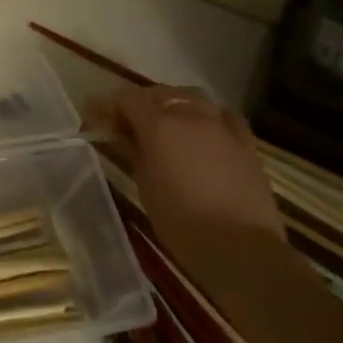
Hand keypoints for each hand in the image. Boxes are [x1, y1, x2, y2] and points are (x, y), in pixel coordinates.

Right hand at [91, 83, 285, 256]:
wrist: (242, 249)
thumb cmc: (182, 222)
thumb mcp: (145, 186)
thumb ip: (134, 152)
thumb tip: (124, 136)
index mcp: (159, 126)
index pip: (127, 98)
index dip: (108, 104)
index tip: (96, 117)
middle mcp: (189, 116)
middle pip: (159, 93)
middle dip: (140, 102)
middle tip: (127, 123)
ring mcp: (221, 127)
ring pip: (193, 97)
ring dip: (174, 103)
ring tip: (166, 122)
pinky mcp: (246, 144)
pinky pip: (224, 115)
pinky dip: (208, 115)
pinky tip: (204, 130)